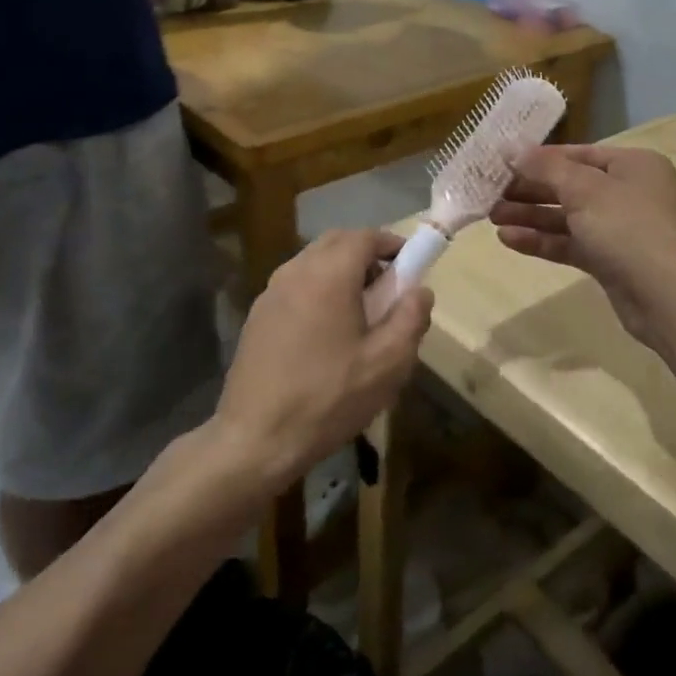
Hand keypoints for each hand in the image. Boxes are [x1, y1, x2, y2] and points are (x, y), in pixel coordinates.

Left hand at [212, 229, 431, 490]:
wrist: (255, 439)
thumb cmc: (328, 398)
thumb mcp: (387, 364)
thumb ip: (411, 319)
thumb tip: (420, 291)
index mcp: (328, 275)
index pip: (364, 236)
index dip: (392, 244)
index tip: (411, 264)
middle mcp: (295, 272)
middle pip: (336, 242)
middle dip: (367, 254)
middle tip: (389, 287)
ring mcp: (270, 293)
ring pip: (313, 262)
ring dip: (341, 272)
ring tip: (361, 312)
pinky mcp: (257, 316)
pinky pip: (296, 285)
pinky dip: (319, 290)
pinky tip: (328, 332)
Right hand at [491, 145, 675, 349]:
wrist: (673, 299)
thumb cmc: (631, 229)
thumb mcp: (585, 190)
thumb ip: (545, 168)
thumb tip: (510, 147)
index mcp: (632, 165)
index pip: (576, 154)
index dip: (537, 158)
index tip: (499, 163)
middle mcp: (628, 192)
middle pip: (569, 185)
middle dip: (530, 189)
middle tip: (489, 192)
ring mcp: (620, 230)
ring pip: (567, 217)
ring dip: (530, 215)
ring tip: (490, 216)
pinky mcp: (610, 262)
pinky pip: (570, 244)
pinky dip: (542, 241)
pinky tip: (508, 239)